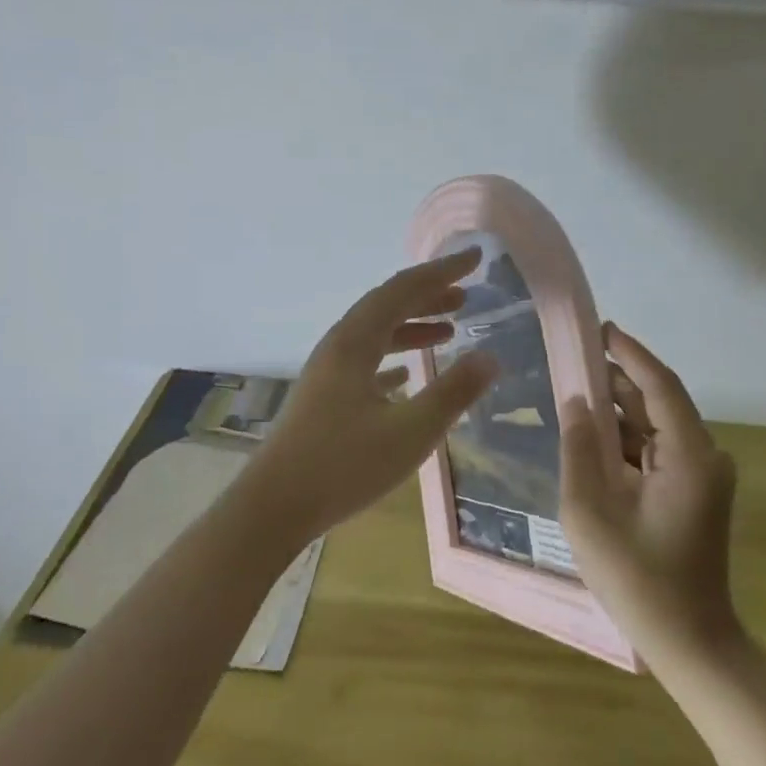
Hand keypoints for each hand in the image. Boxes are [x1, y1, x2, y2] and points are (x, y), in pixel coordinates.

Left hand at [241, 248, 500, 543]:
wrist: (274, 507)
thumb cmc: (343, 466)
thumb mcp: (410, 432)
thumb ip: (453, 392)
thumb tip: (491, 358)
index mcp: (355, 342)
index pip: (403, 289)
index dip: (441, 271)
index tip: (474, 258)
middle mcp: (339, 346)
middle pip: (387, 306)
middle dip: (428, 295)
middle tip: (467, 294)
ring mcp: (328, 372)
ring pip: (376, 334)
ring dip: (412, 326)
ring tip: (449, 330)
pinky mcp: (325, 398)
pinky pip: (365, 362)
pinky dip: (393, 358)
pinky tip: (408, 375)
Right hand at [561, 324, 742, 667]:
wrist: (689, 643)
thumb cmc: (637, 579)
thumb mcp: (591, 512)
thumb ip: (579, 449)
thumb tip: (575, 401)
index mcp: (689, 456)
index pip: (660, 384)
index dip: (630, 352)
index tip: (601, 328)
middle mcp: (705, 456)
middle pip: (658, 401)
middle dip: (617, 378)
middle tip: (575, 358)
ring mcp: (703, 476)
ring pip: (656, 425)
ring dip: (619, 410)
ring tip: (576, 391)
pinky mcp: (694, 492)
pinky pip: (657, 450)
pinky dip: (626, 439)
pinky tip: (592, 436)